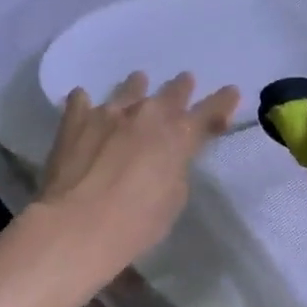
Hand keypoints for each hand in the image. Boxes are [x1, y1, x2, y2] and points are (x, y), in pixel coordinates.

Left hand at [35, 72, 238, 275]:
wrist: (76, 226)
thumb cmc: (135, 224)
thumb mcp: (173, 200)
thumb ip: (175, 170)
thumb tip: (168, 158)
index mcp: (178, 136)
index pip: (209, 111)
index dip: (223, 101)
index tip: (231, 92)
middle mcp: (146, 115)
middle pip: (171, 93)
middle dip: (181, 88)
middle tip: (185, 81)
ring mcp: (108, 113)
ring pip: (128, 89)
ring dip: (137, 86)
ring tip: (139, 80)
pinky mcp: (75, 121)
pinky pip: (81, 101)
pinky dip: (86, 103)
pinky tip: (83, 101)